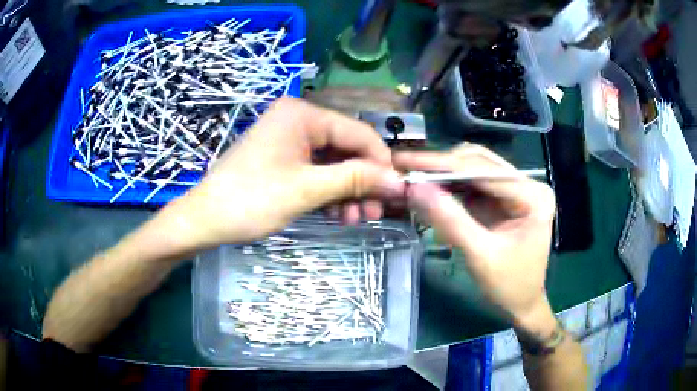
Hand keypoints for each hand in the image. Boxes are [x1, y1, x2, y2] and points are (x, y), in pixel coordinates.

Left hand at [153, 97, 404, 253]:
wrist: (204, 219)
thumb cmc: (251, 200)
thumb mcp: (307, 189)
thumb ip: (355, 180)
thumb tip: (398, 181)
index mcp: (303, 114)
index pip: (359, 133)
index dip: (381, 163)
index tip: (396, 193)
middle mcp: (298, 119)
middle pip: (347, 148)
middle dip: (362, 182)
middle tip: (373, 214)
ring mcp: (289, 138)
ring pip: (334, 163)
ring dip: (347, 191)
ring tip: (354, 220)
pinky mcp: (282, 156)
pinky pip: (316, 170)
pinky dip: (329, 192)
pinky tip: (336, 214)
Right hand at [394, 143, 557, 335]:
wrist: (522, 304)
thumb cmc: (509, 285)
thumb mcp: (480, 255)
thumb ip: (450, 220)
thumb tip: (414, 188)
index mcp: (533, 195)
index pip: (483, 169)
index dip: (442, 164)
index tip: (405, 160)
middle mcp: (527, 184)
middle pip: (479, 161)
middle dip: (441, 165)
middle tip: (405, 166)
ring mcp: (515, 189)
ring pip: (473, 168)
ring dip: (443, 173)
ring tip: (413, 176)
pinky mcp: (503, 199)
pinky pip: (472, 183)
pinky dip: (449, 186)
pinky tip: (430, 188)